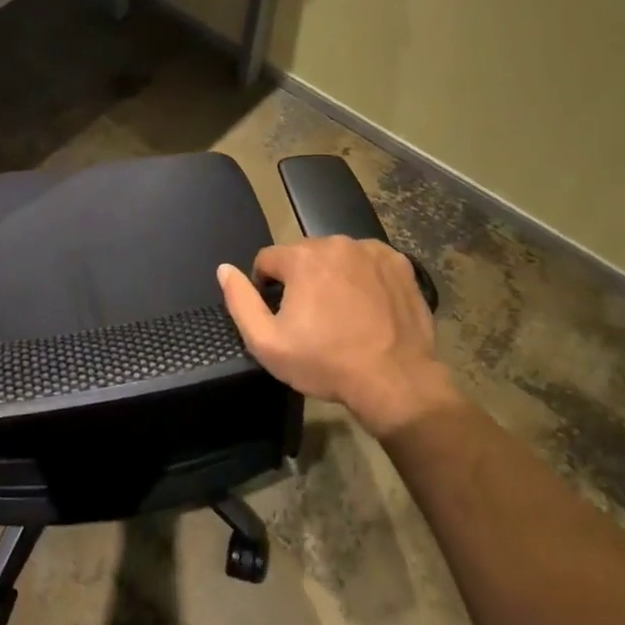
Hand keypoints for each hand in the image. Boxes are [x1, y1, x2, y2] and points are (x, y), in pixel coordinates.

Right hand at [218, 238, 456, 439]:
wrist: (395, 381)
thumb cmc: (325, 363)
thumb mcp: (267, 343)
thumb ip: (240, 301)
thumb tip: (224, 269)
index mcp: (302, 257)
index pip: (267, 259)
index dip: (266, 288)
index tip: (281, 316)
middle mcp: (337, 243)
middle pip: (303, 255)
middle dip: (300, 280)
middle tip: (311, 319)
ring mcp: (372, 251)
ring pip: (336, 257)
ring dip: (331, 276)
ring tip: (341, 314)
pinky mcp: (400, 264)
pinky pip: (368, 262)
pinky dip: (363, 278)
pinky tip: (367, 307)